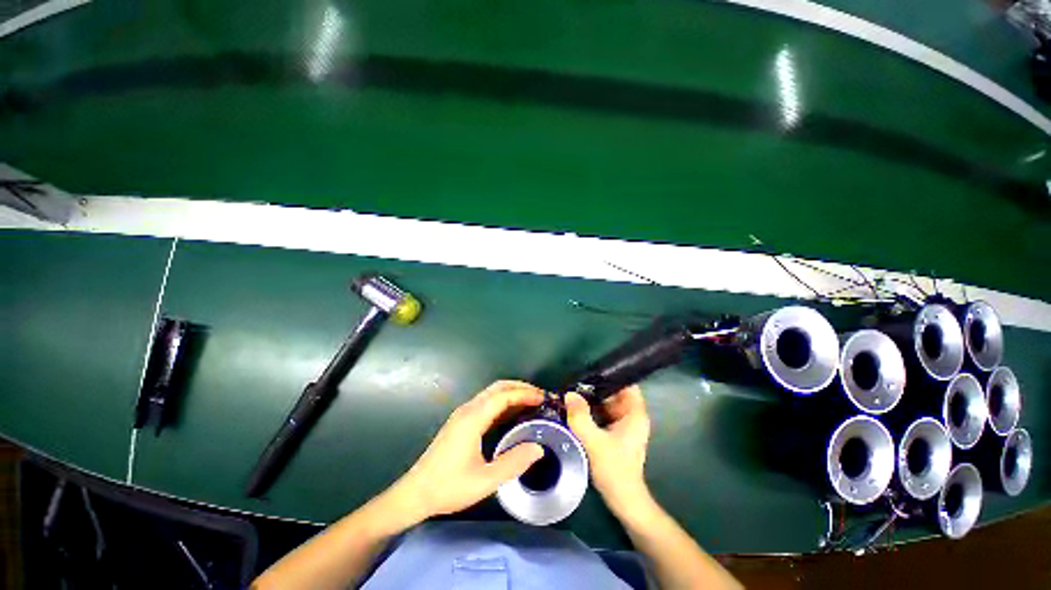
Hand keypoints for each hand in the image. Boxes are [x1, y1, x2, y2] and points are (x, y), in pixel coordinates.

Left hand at [391, 381, 545, 519]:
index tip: (543, 399)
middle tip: (540, 397)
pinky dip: (503, 402)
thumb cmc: (448, 487)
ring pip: (491, 393)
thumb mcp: (484, 481)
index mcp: (473, 418)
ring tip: (531, 403)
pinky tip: (512, 414)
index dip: (525, 394)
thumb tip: (538, 448)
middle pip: (497, 387)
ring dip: (512, 393)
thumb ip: (513, 463)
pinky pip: (486, 402)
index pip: (503, 395)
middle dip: (520, 388)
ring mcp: (463, 414)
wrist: (415, 493)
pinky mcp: (461, 421)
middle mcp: (468, 409)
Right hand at [565, 386, 651, 513]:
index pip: (626, 384)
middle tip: (572, 385)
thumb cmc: (615, 470)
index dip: (609, 376)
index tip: (588, 374)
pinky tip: (576, 411)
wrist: (623, 500)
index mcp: (635, 414)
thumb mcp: (594, 442)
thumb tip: (568, 394)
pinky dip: (591, 411)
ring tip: (571, 395)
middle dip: (594, 388)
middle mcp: (631, 415)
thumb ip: (580, 417)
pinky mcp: (616, 432)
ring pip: (606, 403)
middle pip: (613, 393)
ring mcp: (624, 424)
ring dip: (590, 400)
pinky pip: (603, 414)